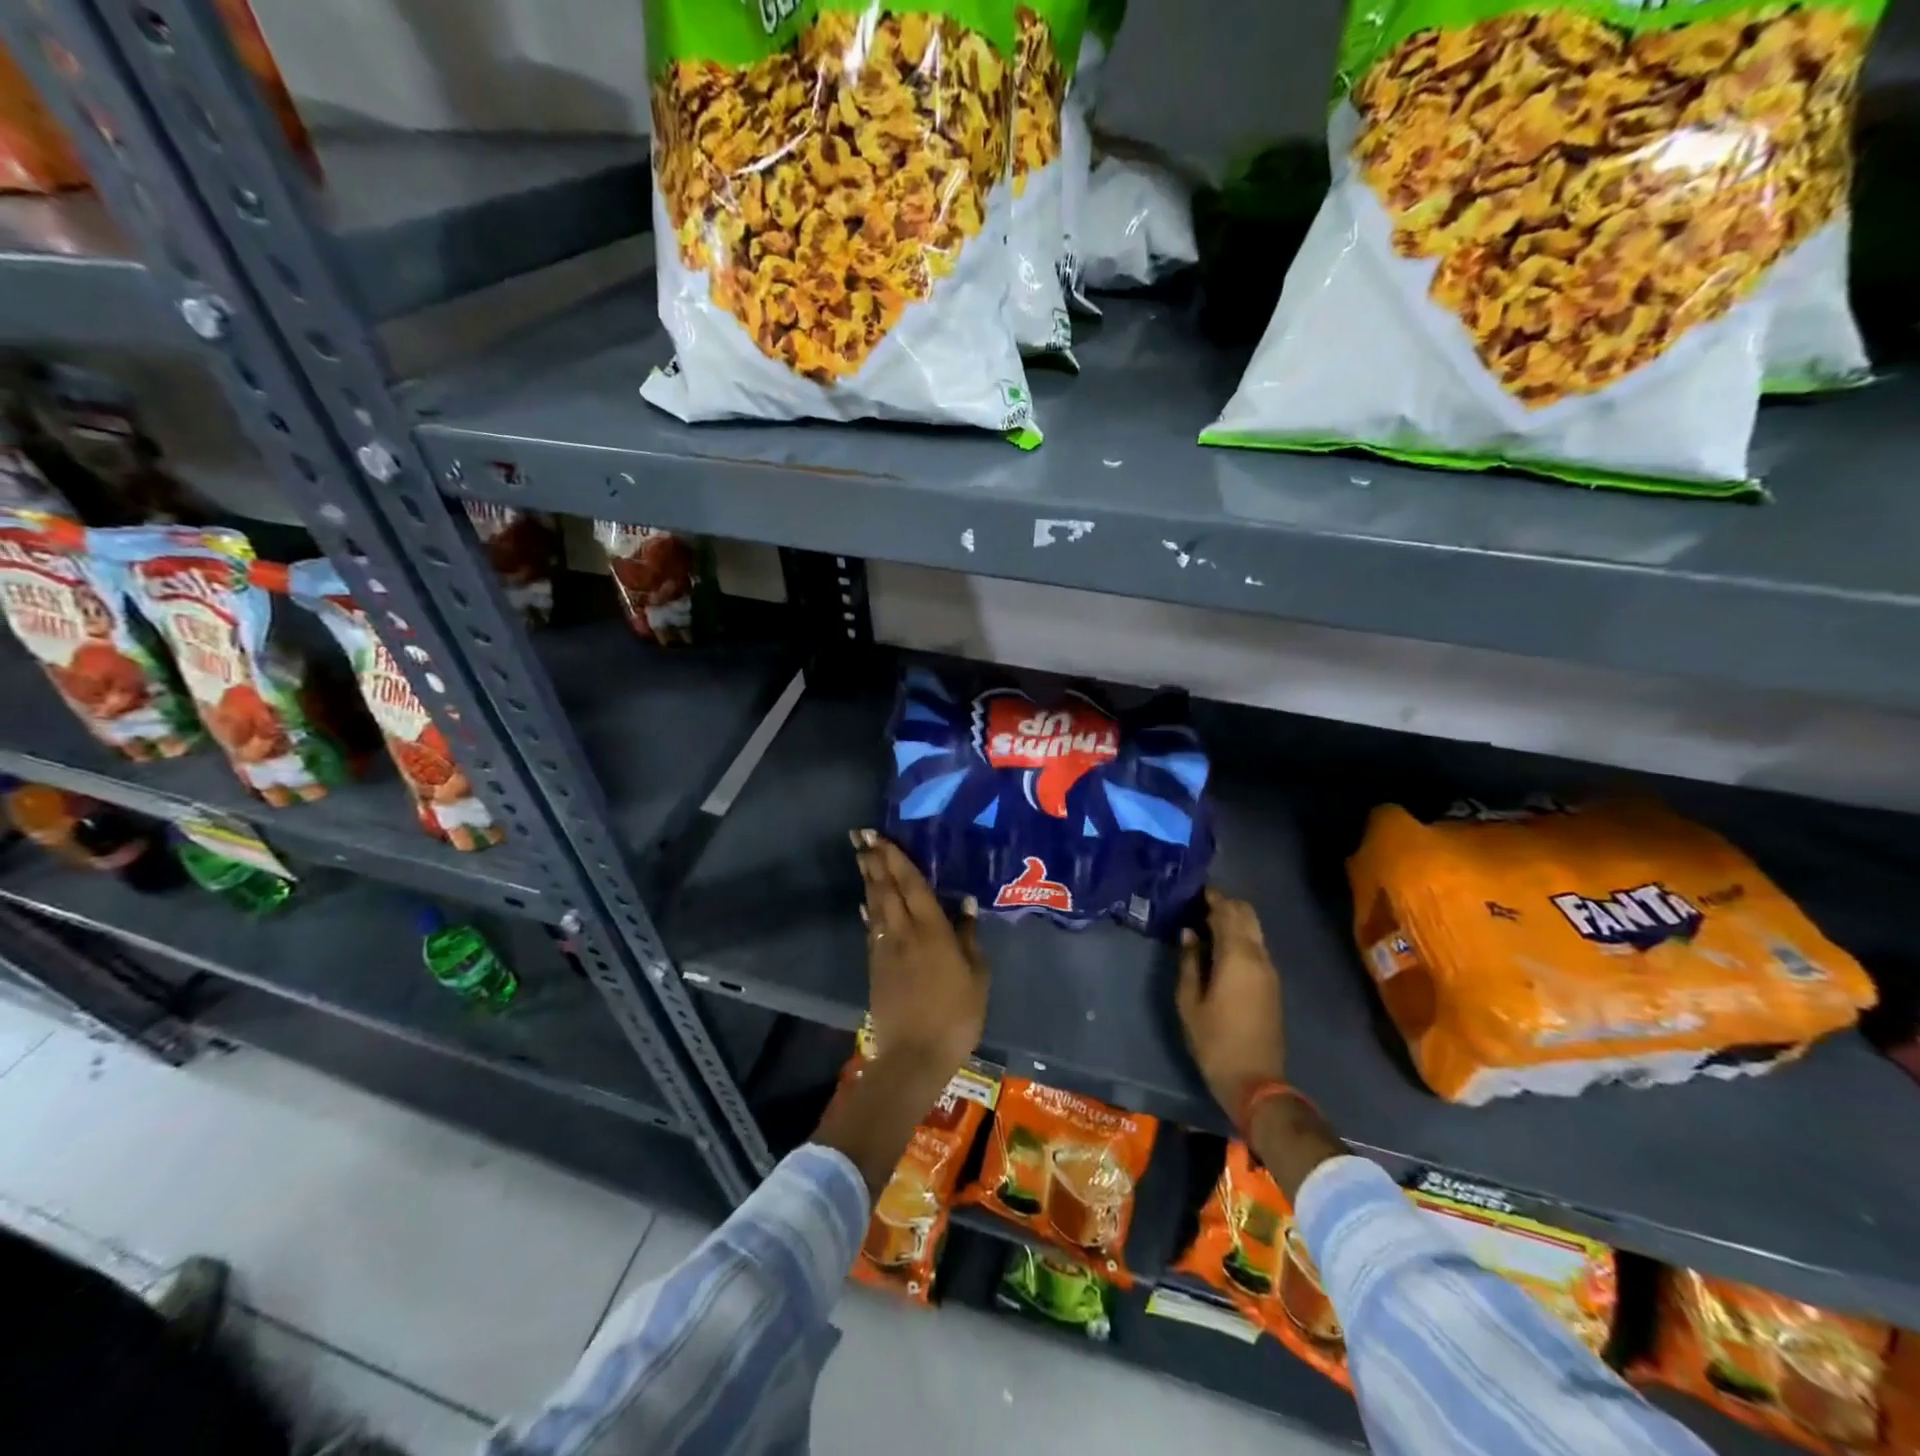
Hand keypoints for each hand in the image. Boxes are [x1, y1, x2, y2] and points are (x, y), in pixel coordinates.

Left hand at [852, 829, 989, 1073]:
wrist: (914, 1055)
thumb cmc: (955, 1015)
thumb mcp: (976, 976)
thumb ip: (968, 937)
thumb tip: (965, 903)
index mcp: (931, 930)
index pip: (911, 884)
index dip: (896, 858)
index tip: (881, 836)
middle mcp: (903, 932)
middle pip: (886, 889)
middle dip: (874, 860)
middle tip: (860, 836)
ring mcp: (885, 949)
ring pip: (875, 905)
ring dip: (868, 879)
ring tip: (862, 857)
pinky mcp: (875, 966)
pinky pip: (871, 928)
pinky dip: (868, 910)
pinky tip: (866, 903)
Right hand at [1176, 888, 1286, 1118]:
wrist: (1255, 1081)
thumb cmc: (1214, 1041)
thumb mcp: (1190, 1001)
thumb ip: (1189, 962)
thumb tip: (1189, 933)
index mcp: (1237, 957)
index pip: (1227, 913)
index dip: (1212, 897)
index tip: (1194, 889)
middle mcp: (1258, 957)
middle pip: (1246, 916)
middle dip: (1225, 904)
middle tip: (1199, 902)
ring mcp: (1269, 971)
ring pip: (1254, 930)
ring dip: (1234, 920)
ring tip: (1206, 921)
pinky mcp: (1272, 984)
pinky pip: (1257, 947)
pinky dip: (1241, 936)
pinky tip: (1221, 945)